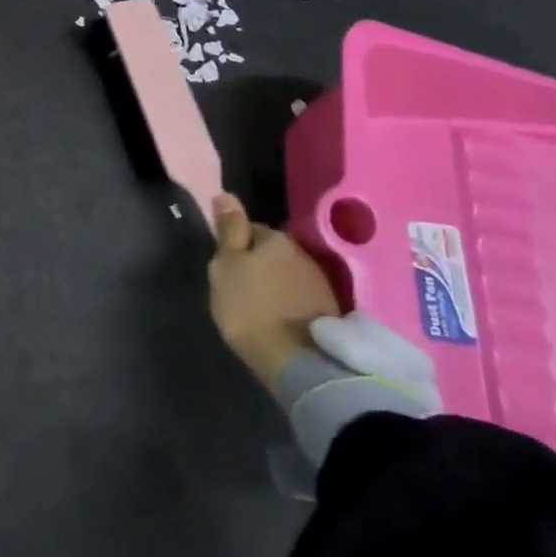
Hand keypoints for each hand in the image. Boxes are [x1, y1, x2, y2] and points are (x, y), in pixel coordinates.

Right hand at [207, 193, 340, 389]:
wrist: (296, 362)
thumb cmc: (249, 308)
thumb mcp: (224, 266)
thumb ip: (228, 230)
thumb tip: (225, 194)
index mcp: (275, 238)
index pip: (249, 228)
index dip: (235, 245)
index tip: (226, 266)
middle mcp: (302, 253)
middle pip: (272, 251)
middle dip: (259, 263)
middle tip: (241, 286)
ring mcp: (320, 282)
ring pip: (289, 274)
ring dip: (276, 283)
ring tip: (260, 306)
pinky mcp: (331, 311)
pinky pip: (301, 297)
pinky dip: (290, 303)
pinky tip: (280, 318)